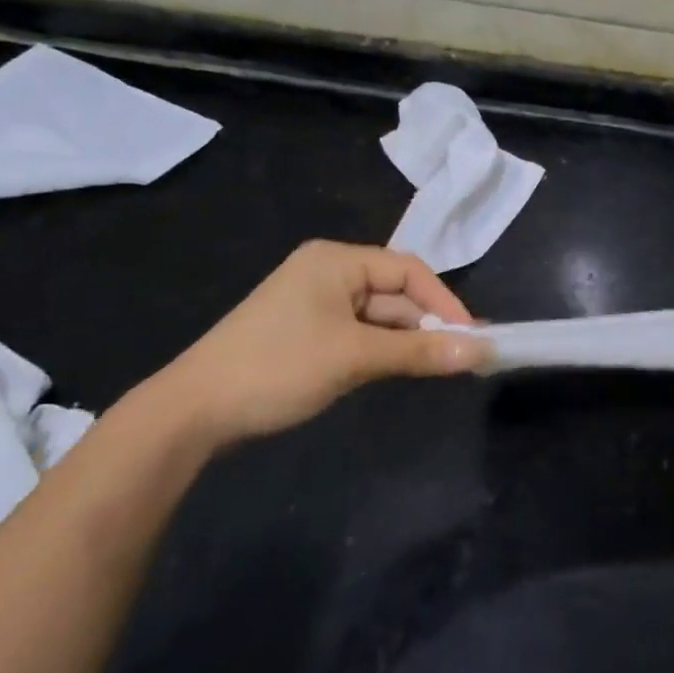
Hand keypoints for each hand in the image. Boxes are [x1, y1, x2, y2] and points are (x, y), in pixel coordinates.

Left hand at [142, 241, 489, 447]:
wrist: (192, 412)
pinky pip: (358, 334)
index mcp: (336, 260)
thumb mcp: (356, 357)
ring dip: (405, 341)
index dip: (445, 301)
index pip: (409, 270)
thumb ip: (421, 351)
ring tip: (436, 369)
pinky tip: (399, 371)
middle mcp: (327, 272)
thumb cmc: (279, 367)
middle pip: (395, 293)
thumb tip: (481, 350)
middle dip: (426, 325)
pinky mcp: (306, 333)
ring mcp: (314, 304)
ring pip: (378, 317)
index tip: (472, 337)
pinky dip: (382, 351)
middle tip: (460, 359)